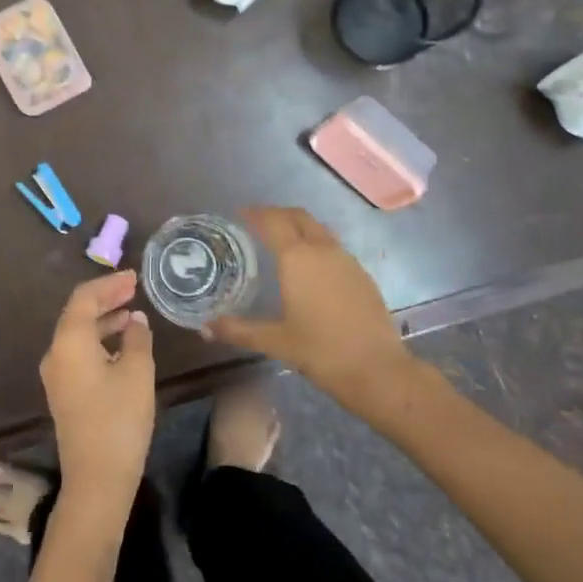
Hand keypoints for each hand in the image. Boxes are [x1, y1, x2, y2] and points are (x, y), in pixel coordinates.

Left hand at [38, 270, 155, 517]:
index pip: (84, 298)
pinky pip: (78, 352)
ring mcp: (56, 375)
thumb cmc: (119, 419)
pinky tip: (122, 344)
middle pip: (78, 314)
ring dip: (103, 320)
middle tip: (133, 289)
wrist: (96, 479)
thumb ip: (136, 339)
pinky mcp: (64, 392)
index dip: (109, 284)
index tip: (133, 277)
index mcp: (69, 342)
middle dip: (106, 299)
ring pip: (78, 334)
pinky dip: (99, 340)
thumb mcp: (136, 373)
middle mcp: (55, 353)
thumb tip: (135, 321)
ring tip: (132, 313)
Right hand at [210, 207, 438, 411]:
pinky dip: (316, 244)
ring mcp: (347, 260)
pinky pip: (333, 247)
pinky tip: (310, 268)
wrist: (377, 369)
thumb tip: (205, 328)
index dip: (256, 213)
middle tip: (258, 221)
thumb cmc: (320, 351)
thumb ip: (239, 330)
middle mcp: (322, 250)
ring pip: (319, 230)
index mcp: (297, 259)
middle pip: (298, 217)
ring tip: (282, 241)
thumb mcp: (275, 341)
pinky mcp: (362, 275)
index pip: (273, 222)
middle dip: (277, 213)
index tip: (241, 212)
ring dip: (299, 227)